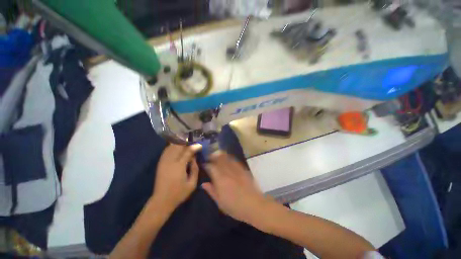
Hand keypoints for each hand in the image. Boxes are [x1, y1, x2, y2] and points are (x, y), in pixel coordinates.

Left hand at [152, 144, 201, 214]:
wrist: (162, 200)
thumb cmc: (179, 193)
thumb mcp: (192, 184)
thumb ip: (195, 169)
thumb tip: (195, 158)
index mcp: (179, 166)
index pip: (188, 151)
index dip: (194, 147)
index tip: (200, 145)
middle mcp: (170, 161)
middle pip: (179, 146)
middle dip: (187, 143)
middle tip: (194, 143)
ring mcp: (164, 161)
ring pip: (172, 147)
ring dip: (180, 144)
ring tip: (187, 144)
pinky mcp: (160, 163)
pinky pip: (166, 151)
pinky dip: (172, 147)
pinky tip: (177, 147)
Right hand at [201, 152, 269, 223]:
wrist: (254, 205)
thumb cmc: (235, 207)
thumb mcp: (220, 202)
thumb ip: (211, 191)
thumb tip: (204, 183)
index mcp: (220, 179)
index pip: (211, 167)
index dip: (207, 164)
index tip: (204, 164)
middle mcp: (228, 172)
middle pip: (219, 159)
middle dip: (213, 157)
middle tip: (209, 157)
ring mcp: (236, 169)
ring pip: (227, 158)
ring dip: (221, 155)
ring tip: (217, 155)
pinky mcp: (243, 169)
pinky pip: (235, 160)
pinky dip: (229, 158)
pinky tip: (228, 158)